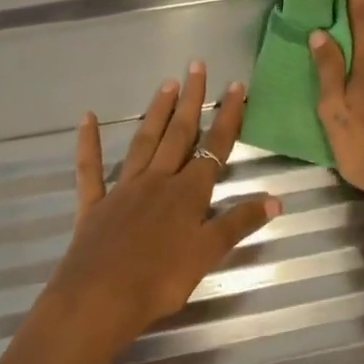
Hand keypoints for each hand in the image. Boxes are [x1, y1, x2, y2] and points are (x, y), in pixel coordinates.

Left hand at [36, 63, 279, 363]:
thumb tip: (276, 198)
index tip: (235, 87)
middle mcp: (158, 181)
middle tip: (196, 65)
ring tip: (167, 84)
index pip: (214, 148)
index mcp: (188, 193)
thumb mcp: (208, 254)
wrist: (100, 298)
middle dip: (191, 100)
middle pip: (179, 134)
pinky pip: (90, 169)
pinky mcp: (94, 204)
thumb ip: (239, 224)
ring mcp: (123, 189)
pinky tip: (86, 118)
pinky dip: (88, 143)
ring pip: (143, 142)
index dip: (227, 117)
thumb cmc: (160, 281)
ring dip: (157, 112)